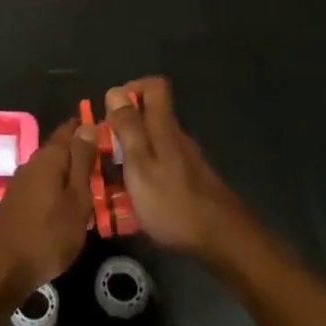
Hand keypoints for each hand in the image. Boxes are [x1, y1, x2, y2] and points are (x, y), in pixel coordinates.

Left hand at [0, 118, 94, 300]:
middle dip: (83, 154)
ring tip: (96, 187)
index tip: (111, 134)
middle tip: (110, 165)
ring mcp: (22, 183)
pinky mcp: (18, 201)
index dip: (89, 128)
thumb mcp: (76, 199)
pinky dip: (60, 190)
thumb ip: (82, 162)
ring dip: (72, 174)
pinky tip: (71, 206)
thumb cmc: (48, 234)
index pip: (70, 129)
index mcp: (49, 157)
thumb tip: (88, 126)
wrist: (3, 268)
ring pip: (53, 169)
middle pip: (61, 150)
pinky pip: (45, 186)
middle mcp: (33, 163)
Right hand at [104, 78, 241, 256]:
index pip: (154, 86)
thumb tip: (116, 91)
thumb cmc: (173, 202)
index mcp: (164, 127)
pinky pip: (161, 164)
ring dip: (131, 153)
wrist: (222, 240)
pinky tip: (135, 199)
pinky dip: (144, 173)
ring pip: (153, 142)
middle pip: (150, 115)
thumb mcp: (140, 165)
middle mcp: (177, 136)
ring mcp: (186, 159)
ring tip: (112, 180)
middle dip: (123, 127)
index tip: (111, 112)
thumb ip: (129, 128)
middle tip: (104, 153)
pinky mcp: (190, 179)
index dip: (131, 89)